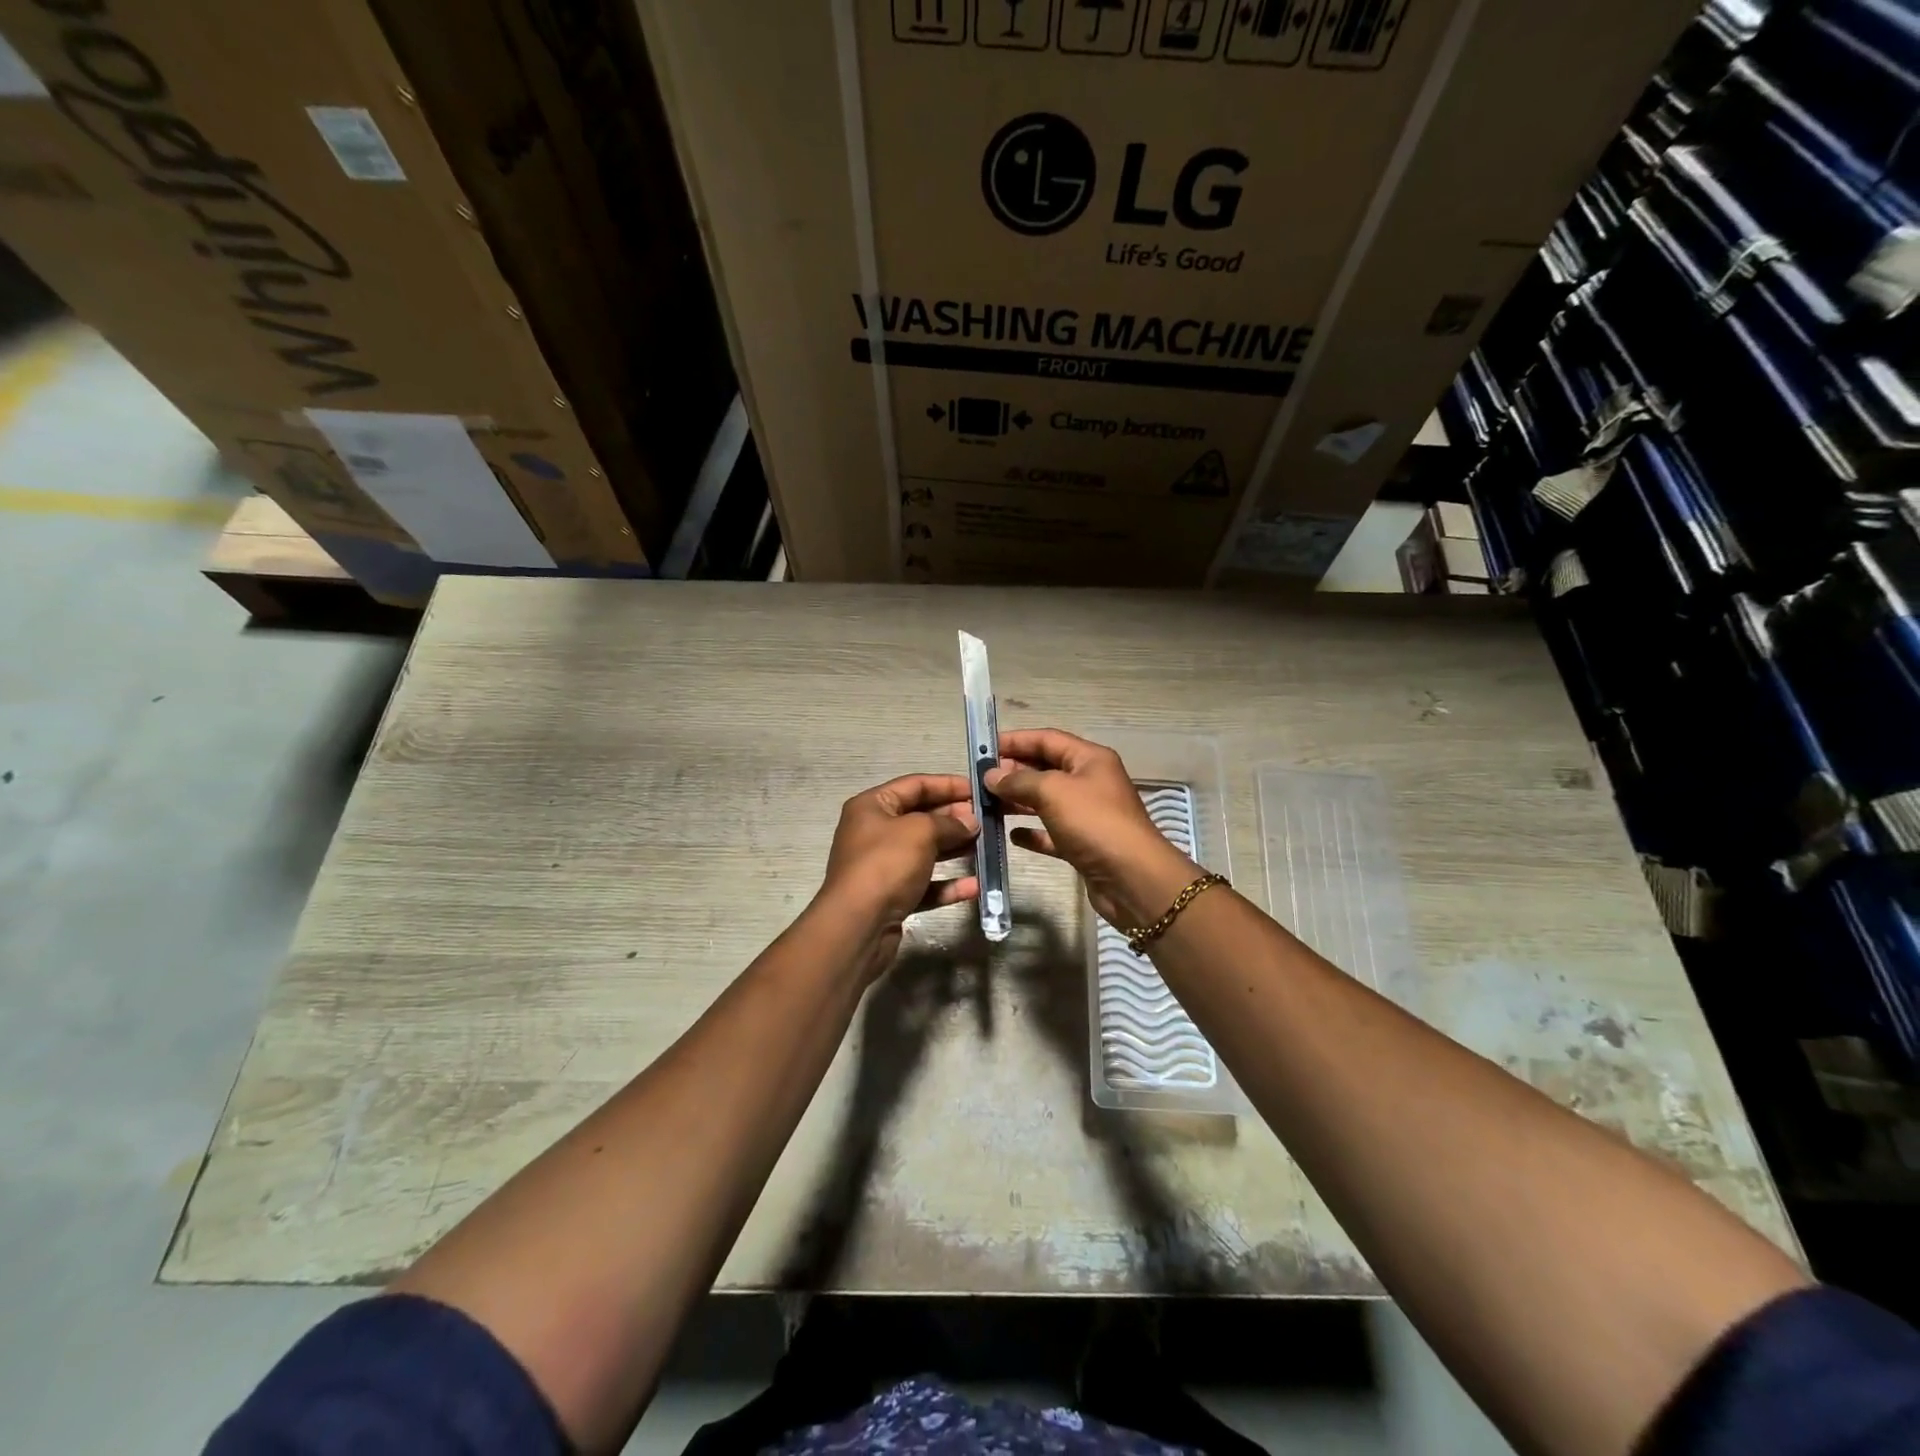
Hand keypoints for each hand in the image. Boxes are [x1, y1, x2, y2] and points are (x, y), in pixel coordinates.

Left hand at [815, 773, 979, 980]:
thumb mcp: (920, 832)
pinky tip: (974, 886)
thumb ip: (948, 822)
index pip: (914, 785)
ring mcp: (882, 867)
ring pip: (925, 852)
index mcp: (872, 806)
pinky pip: (924, 884)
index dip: (947, 784)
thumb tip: (970, 822)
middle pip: (920, 818)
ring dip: (955, 849)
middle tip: (986, 820)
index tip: (979, 790)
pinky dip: (947, 884)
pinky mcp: (892, 897)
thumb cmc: (886, 864)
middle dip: (954, 818)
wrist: (857, 926)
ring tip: (986, 846)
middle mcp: (874, 833)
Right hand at [986, 729, 1198, 927]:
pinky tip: (1011, 836)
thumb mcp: (1053, 791)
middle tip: (980, 780)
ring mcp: (1088, 815)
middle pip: (1046, 769)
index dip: (1015, 741)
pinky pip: (1052, 833)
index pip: (1047, 739)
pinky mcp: (1084, 845)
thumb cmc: (1093, 823)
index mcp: (1089, 759)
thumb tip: (992, 775)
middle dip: (1013, 772)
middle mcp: (1090, 782)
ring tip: (986, 805)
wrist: (1132, 879)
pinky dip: (1032, 832)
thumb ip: (1019, 780)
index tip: (983, 748)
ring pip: (1046, 801)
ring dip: (1018, 801)